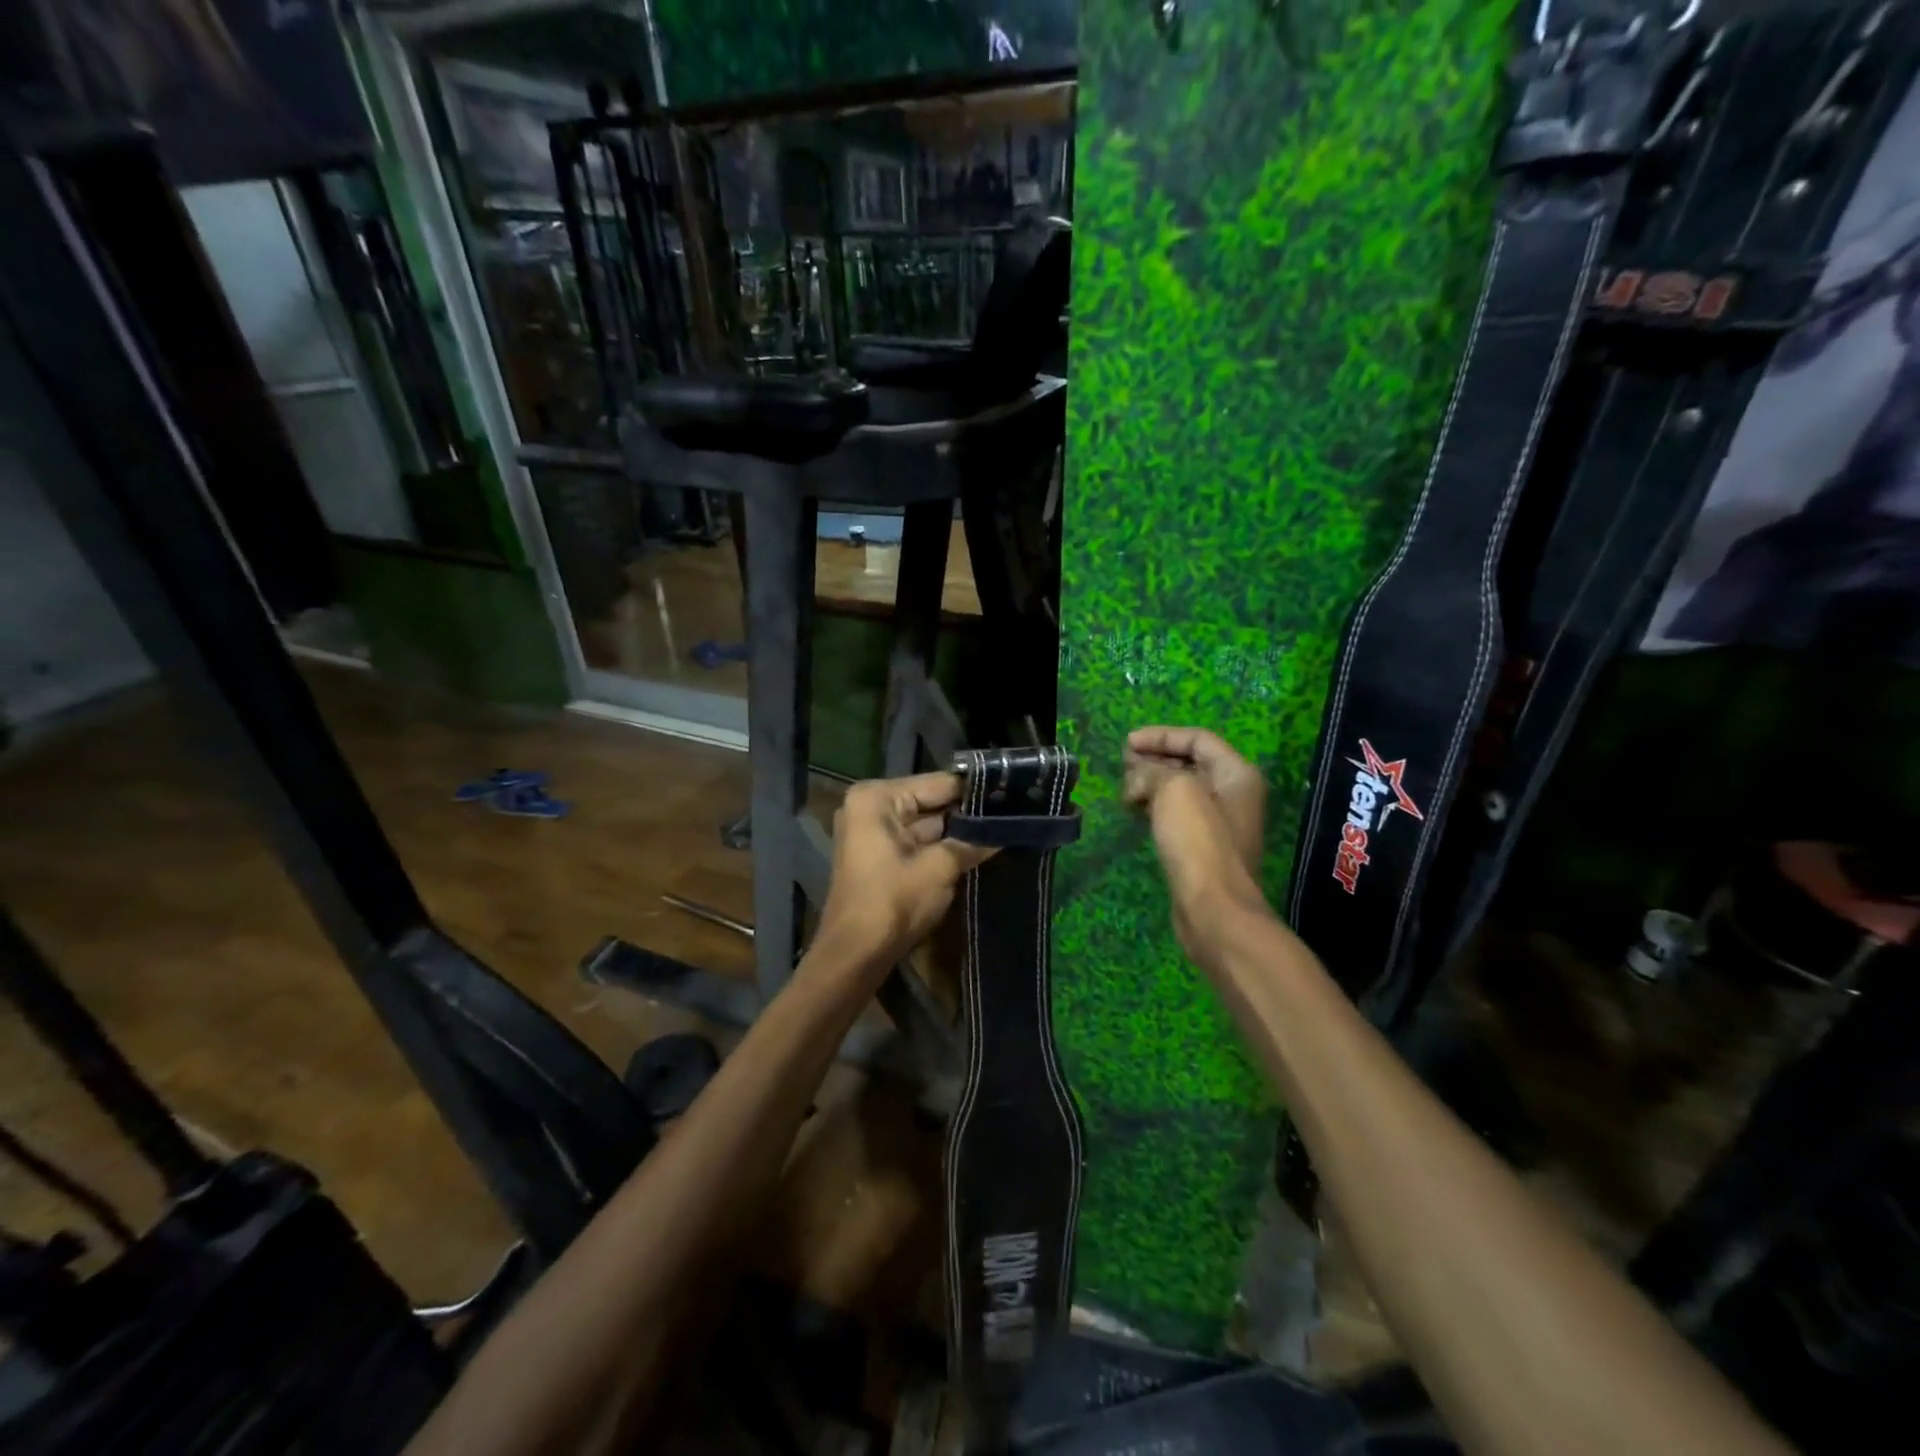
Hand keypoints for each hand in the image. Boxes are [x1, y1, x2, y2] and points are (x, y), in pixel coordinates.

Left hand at [812, 773, 994, 985]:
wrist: (855, 955)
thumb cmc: (893, 901)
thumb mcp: (939, 868)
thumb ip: (973, 842)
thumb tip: (1008, 828)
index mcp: (877, 798)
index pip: (937, 784)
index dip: (974, 790)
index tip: (1011, 791)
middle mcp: (871, 807)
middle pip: (930, 802)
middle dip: (967, 812)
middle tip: (1012, 812)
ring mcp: (873, 832)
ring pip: (926, 824)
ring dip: (958, 831)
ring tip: (1004, 828)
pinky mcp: (879, 856)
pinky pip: (917, 842)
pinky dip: (942, 847)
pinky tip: (979, 849)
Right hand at [1124, 727, 1273, 970]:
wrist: (1214, 909)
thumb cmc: (1198, 842)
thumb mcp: (1174, 790)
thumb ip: (1152, 772)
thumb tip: (1137, 779)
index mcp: (1236, 774)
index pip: (1198, 739)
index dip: (1161, 736)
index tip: (1126, 743)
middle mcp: (1233, 794)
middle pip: (1190, 763)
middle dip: (1154, 759)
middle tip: (1122, 764)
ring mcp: (1219, 823)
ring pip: (1181, 791)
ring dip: (1151, 784)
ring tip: (1124, 789)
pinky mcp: (1203, 848)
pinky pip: (1177, 815)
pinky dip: (1155, 808)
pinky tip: (1134, 811)